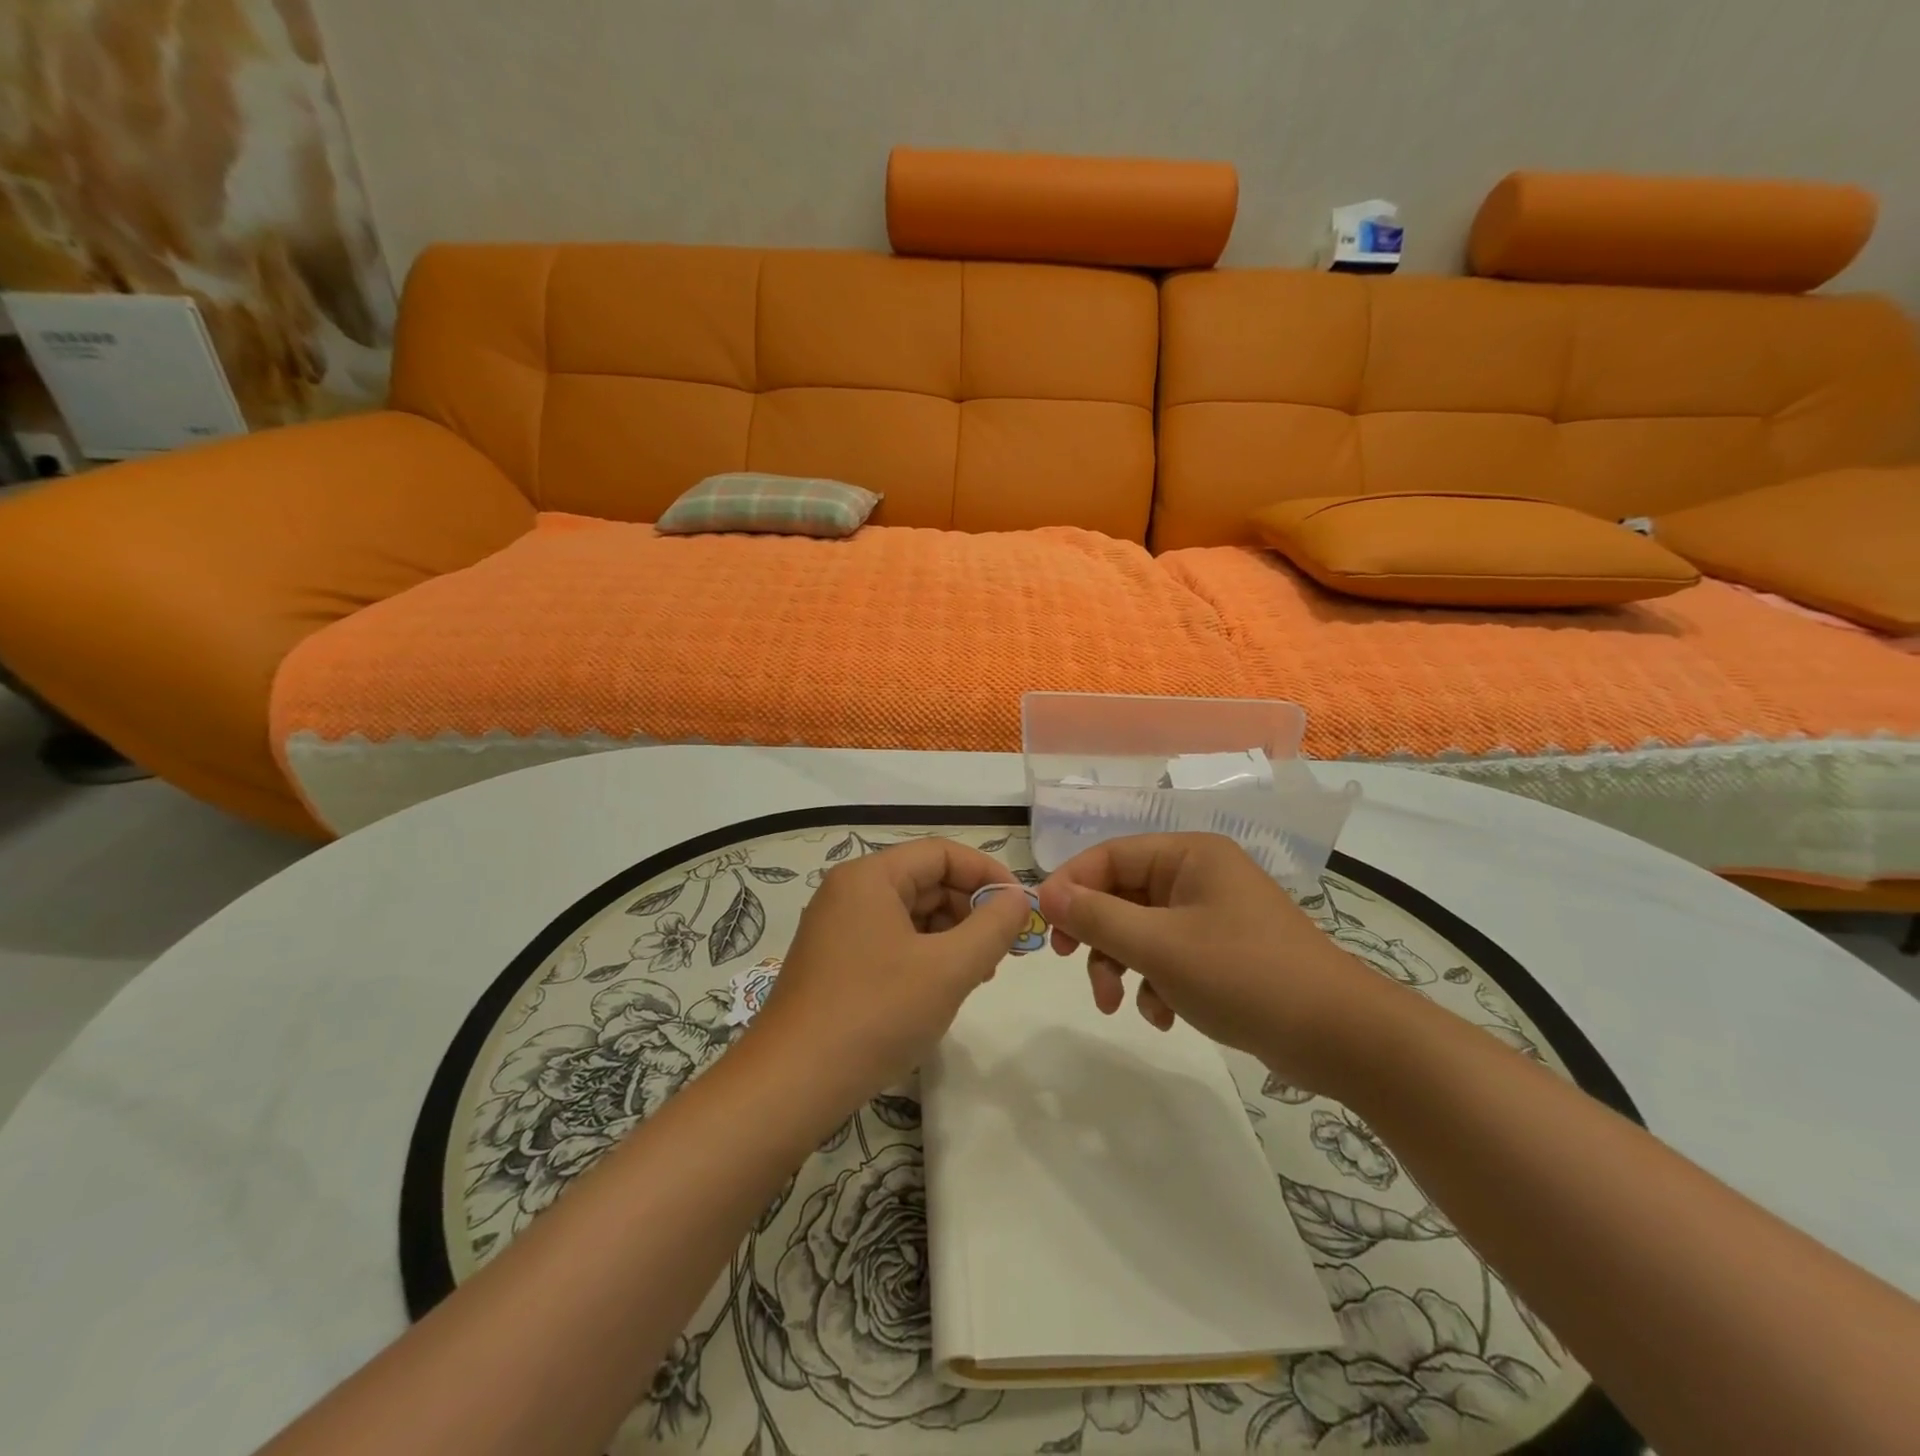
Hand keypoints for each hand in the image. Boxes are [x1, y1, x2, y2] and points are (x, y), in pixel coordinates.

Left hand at [743, 838, 1031, 1115]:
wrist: (791, 1085)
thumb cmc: (875, 1014)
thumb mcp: (948, 969)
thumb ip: (992, 927)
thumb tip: (1017, 898)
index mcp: (870, 877)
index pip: (941, 853)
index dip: (987, 873)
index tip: (1020, 908)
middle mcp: (849, 892)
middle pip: (925, 881)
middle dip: (970, 911)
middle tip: (1003, 951)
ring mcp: (838, 928)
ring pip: (910, 915)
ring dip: (951, 937)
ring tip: (978, 975)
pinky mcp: (835, 963)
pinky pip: (892, 942)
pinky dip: (925, 957)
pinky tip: (942, 990)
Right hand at [1037, 833, 1378, 1090]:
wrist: (1340, 1036)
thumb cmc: (1244, 975)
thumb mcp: (1160, 946)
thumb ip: (1098, 917)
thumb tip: (1046, 893)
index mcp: (1188, 856)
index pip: (1109, 855)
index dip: (1071, 885)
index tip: (1045, 924)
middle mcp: (1199, 876)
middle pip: (1122, 894)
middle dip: (1097, 935)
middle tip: (1072, 963)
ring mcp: (1212, 915)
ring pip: (1141, 930)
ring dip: (1121, 965)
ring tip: (1118, 1006)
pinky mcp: (1222, 953)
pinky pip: (1168, 957)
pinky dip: (1155, 984)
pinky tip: (1163, 1016)